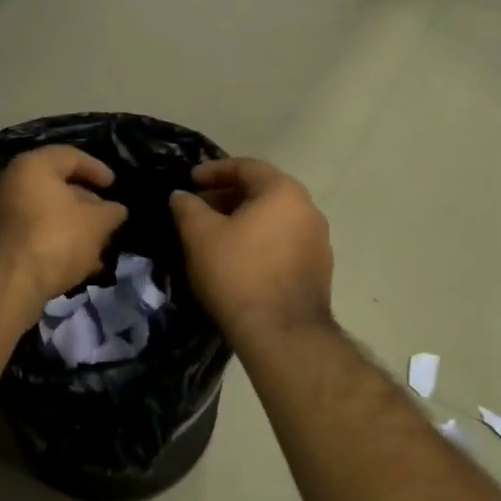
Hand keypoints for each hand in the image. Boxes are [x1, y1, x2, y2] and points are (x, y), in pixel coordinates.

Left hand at [0, 145, 128, 318]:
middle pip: (56, 186)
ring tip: (98, 246)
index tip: (114, 185)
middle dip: (86, 203)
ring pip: (46, 213)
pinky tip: (78, 263)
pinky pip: (34, 233)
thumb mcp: (96, 223)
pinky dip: (56, 241)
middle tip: (107, 218)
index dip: (97, 168)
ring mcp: (0, 213)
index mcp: (32, 166)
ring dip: (74, 227)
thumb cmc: (56, 238)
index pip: (70, 156)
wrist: (8, 283)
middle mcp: (10, 182)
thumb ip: (110, 212)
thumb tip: (116, 210)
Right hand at [170, 158, 333, 344]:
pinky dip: (260, 240)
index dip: (213, 170)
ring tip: (215, 234)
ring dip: (244, 219)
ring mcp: (319, 241)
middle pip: (263, 191)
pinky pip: (284, 242)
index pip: (246, 167)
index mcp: (283, 192)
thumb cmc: (237, 274)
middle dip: (227, 196)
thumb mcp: (200, 235)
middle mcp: (308, 209)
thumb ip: (188, 207)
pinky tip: (238, 259)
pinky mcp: (319, 269)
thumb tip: (181, 195)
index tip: (189, 180)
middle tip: (198, 208)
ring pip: (274, 218)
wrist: (282, 334)